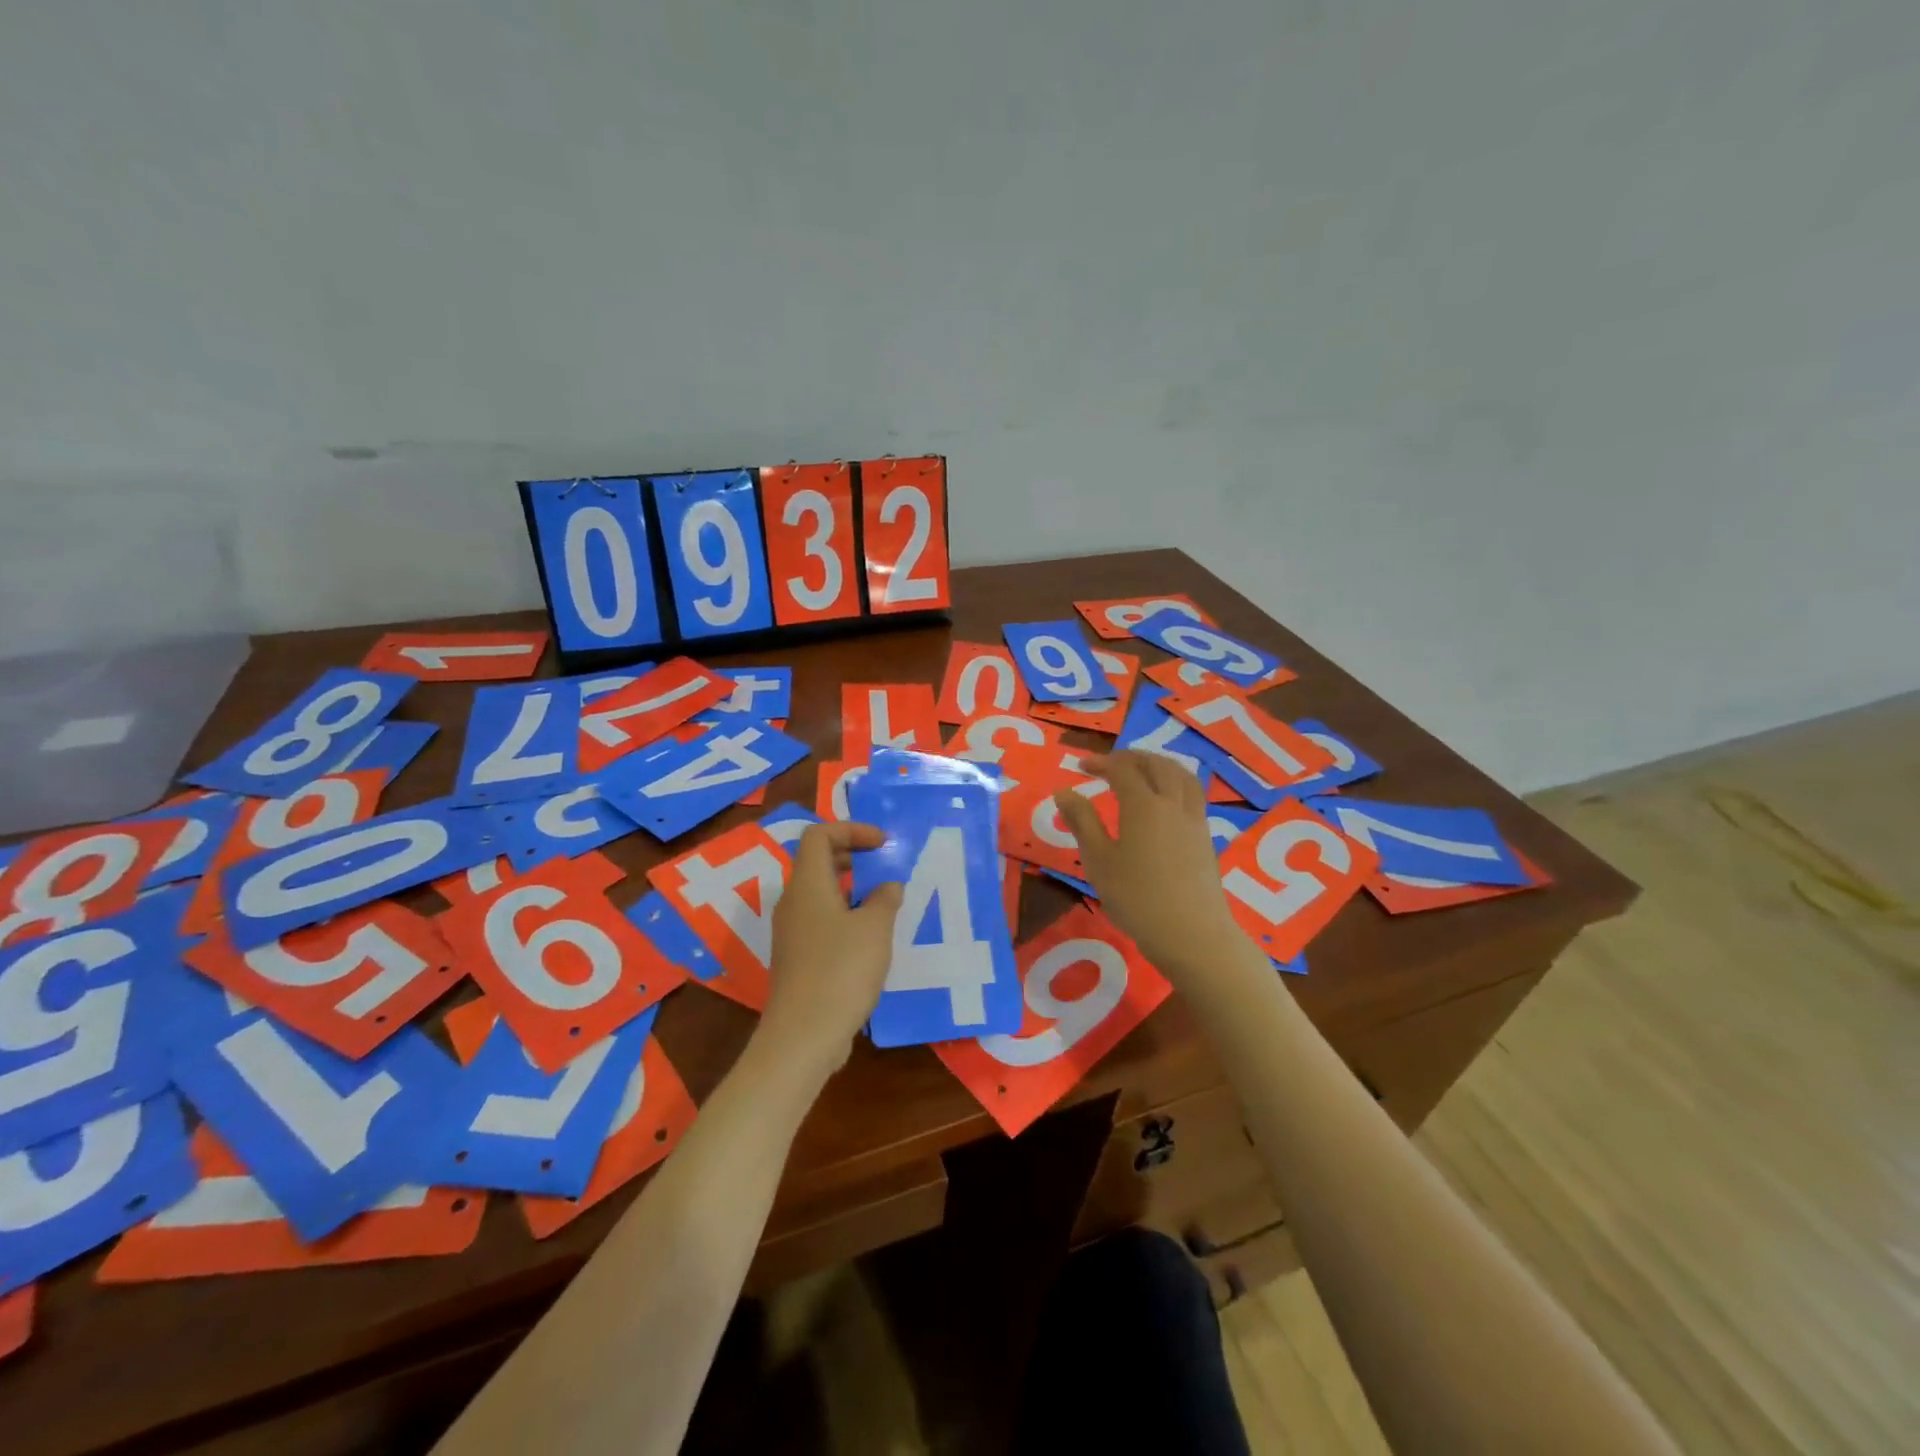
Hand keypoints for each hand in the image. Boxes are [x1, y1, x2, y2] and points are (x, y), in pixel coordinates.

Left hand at [761, 822, 903, 1072]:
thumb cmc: (841, 970)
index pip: (819, 835)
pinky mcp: (797, 958)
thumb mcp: (875, 928)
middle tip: (883, 866)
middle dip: (851, 856)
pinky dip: (844, 915)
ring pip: (819, 893)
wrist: (803, 1035)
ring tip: (883, 902)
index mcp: (808, 885)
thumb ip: (884, 899)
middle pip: (817, 862)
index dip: (851, 829)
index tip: (882, 843)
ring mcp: (791, 932)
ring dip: (850, 889)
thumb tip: (888, 887)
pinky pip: (820, 921)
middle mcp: (793, 902)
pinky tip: (870, 939)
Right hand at [1054, 751, 1240, 977]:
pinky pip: (1192, 793)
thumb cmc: (1137, 898)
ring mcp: (1194, 819)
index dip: (1101, 762)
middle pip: (1156, 764)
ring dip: (1159, 764)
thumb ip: (1082, 822)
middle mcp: (1172, 803)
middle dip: (1131, 757)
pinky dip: (1176, 782)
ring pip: (1181, 775)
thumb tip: (1064, 791)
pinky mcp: (1206, 837)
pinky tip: (1166, 800)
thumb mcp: (1099, 861)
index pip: (1122, 769)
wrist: (1192, 934)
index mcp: (1143, 805)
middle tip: (1110, 763)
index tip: (1081, 765)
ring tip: (1142, 770)